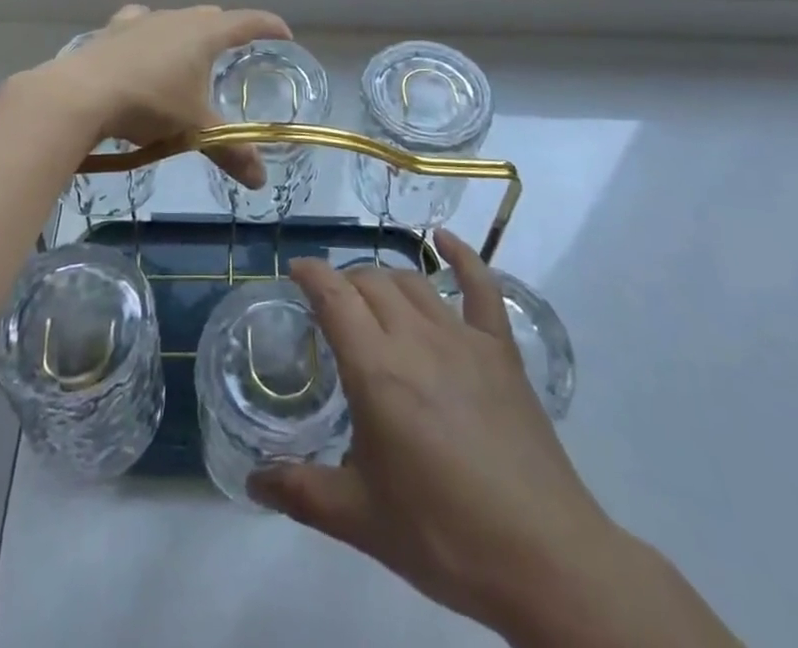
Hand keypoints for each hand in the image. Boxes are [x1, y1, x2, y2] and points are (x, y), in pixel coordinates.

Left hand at [35, 4, 290, 187]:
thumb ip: (230, 151)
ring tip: (190, 55)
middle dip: (227, 31)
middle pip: (212, 17)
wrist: (80, 94)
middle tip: (236, 53)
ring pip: (176, 18)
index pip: (247, 22)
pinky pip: (139, 23)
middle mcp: (176, 18)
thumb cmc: (148, 104)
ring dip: (188, 32)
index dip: (269, 26)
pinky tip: (143, 48)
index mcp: (204, 34)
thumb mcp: (194, 129)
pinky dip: (150, 34)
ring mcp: (141, 21)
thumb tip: (261, 181)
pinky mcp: (112, 31)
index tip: (285, 34)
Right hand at [250, 232, 739, 647]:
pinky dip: (461, 255)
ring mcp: (462, 337)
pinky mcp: (500, 349)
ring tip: (371, 296)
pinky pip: (480, 285)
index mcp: (375, 370)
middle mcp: (415, 337)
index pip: (333, 296)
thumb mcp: (361, 520)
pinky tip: (444, 239)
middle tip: (331, 306)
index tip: (295, 271)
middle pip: (370, 282)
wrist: (543, 559)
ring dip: (384, 279)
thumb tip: (253, 482)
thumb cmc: (443, 536)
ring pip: (412, 281)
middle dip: (343, 282)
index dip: (310, 274)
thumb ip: (300, 492)